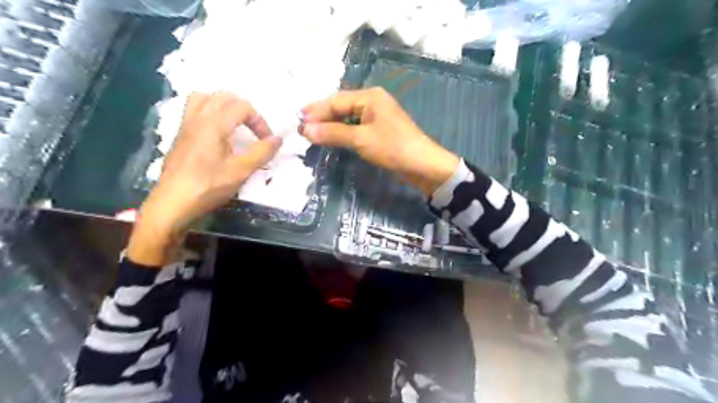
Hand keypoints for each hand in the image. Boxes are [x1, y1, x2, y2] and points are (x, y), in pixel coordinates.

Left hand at [130, 93, 280, 266]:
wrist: (173, 203)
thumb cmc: (208, 186)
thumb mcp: (241, 171)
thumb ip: (262, 152)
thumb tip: (278, 139)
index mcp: (214, 124)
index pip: (243, 107)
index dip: (260, 122)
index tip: (267, 142)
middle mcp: (198, 118)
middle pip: (223, 96)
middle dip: (244, 110)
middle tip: (253, 130)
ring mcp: (186, 126)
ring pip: (204, 99)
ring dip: (223, 106)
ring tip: (234, 125)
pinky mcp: (180, 136)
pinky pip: (194, 111)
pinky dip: (210, 113)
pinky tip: (218, 135)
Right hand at [300, 86, 456, 195]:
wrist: (422, 165)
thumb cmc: (392, 148)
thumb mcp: (360, 139)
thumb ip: (332, 133)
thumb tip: (304, 130)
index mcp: (369, 96)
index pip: (336, 101)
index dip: (316, 111)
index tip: (297, 122)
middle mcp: (372, 101)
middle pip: (341, 106)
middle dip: (321, 117)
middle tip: (301, 128)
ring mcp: (377, 115)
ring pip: (347, 117)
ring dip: (330, 124)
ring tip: (312, 133)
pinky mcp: (379, 129)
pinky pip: (355, 126)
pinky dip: (342, 131)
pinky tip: (332, 137)